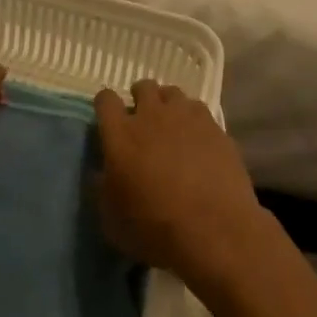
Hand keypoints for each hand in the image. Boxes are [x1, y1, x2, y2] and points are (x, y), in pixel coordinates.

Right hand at [94, 81, 267, 292]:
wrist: (214, 230)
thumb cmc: (155, 229)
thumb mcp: (111, 220)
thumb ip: (102, 189)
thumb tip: (102, 173)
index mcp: (121, 134)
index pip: (106, 100)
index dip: (106, 106)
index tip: (109, 120)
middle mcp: (152, 116)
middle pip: (143, 87)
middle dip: (140, 99)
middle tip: (143, 123)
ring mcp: (186, 117)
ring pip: (172, 93)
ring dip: (168, 106)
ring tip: (171, 127)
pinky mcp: (214, 126)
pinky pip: (198, 110)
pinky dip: (193, 119)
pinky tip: (197, 139)